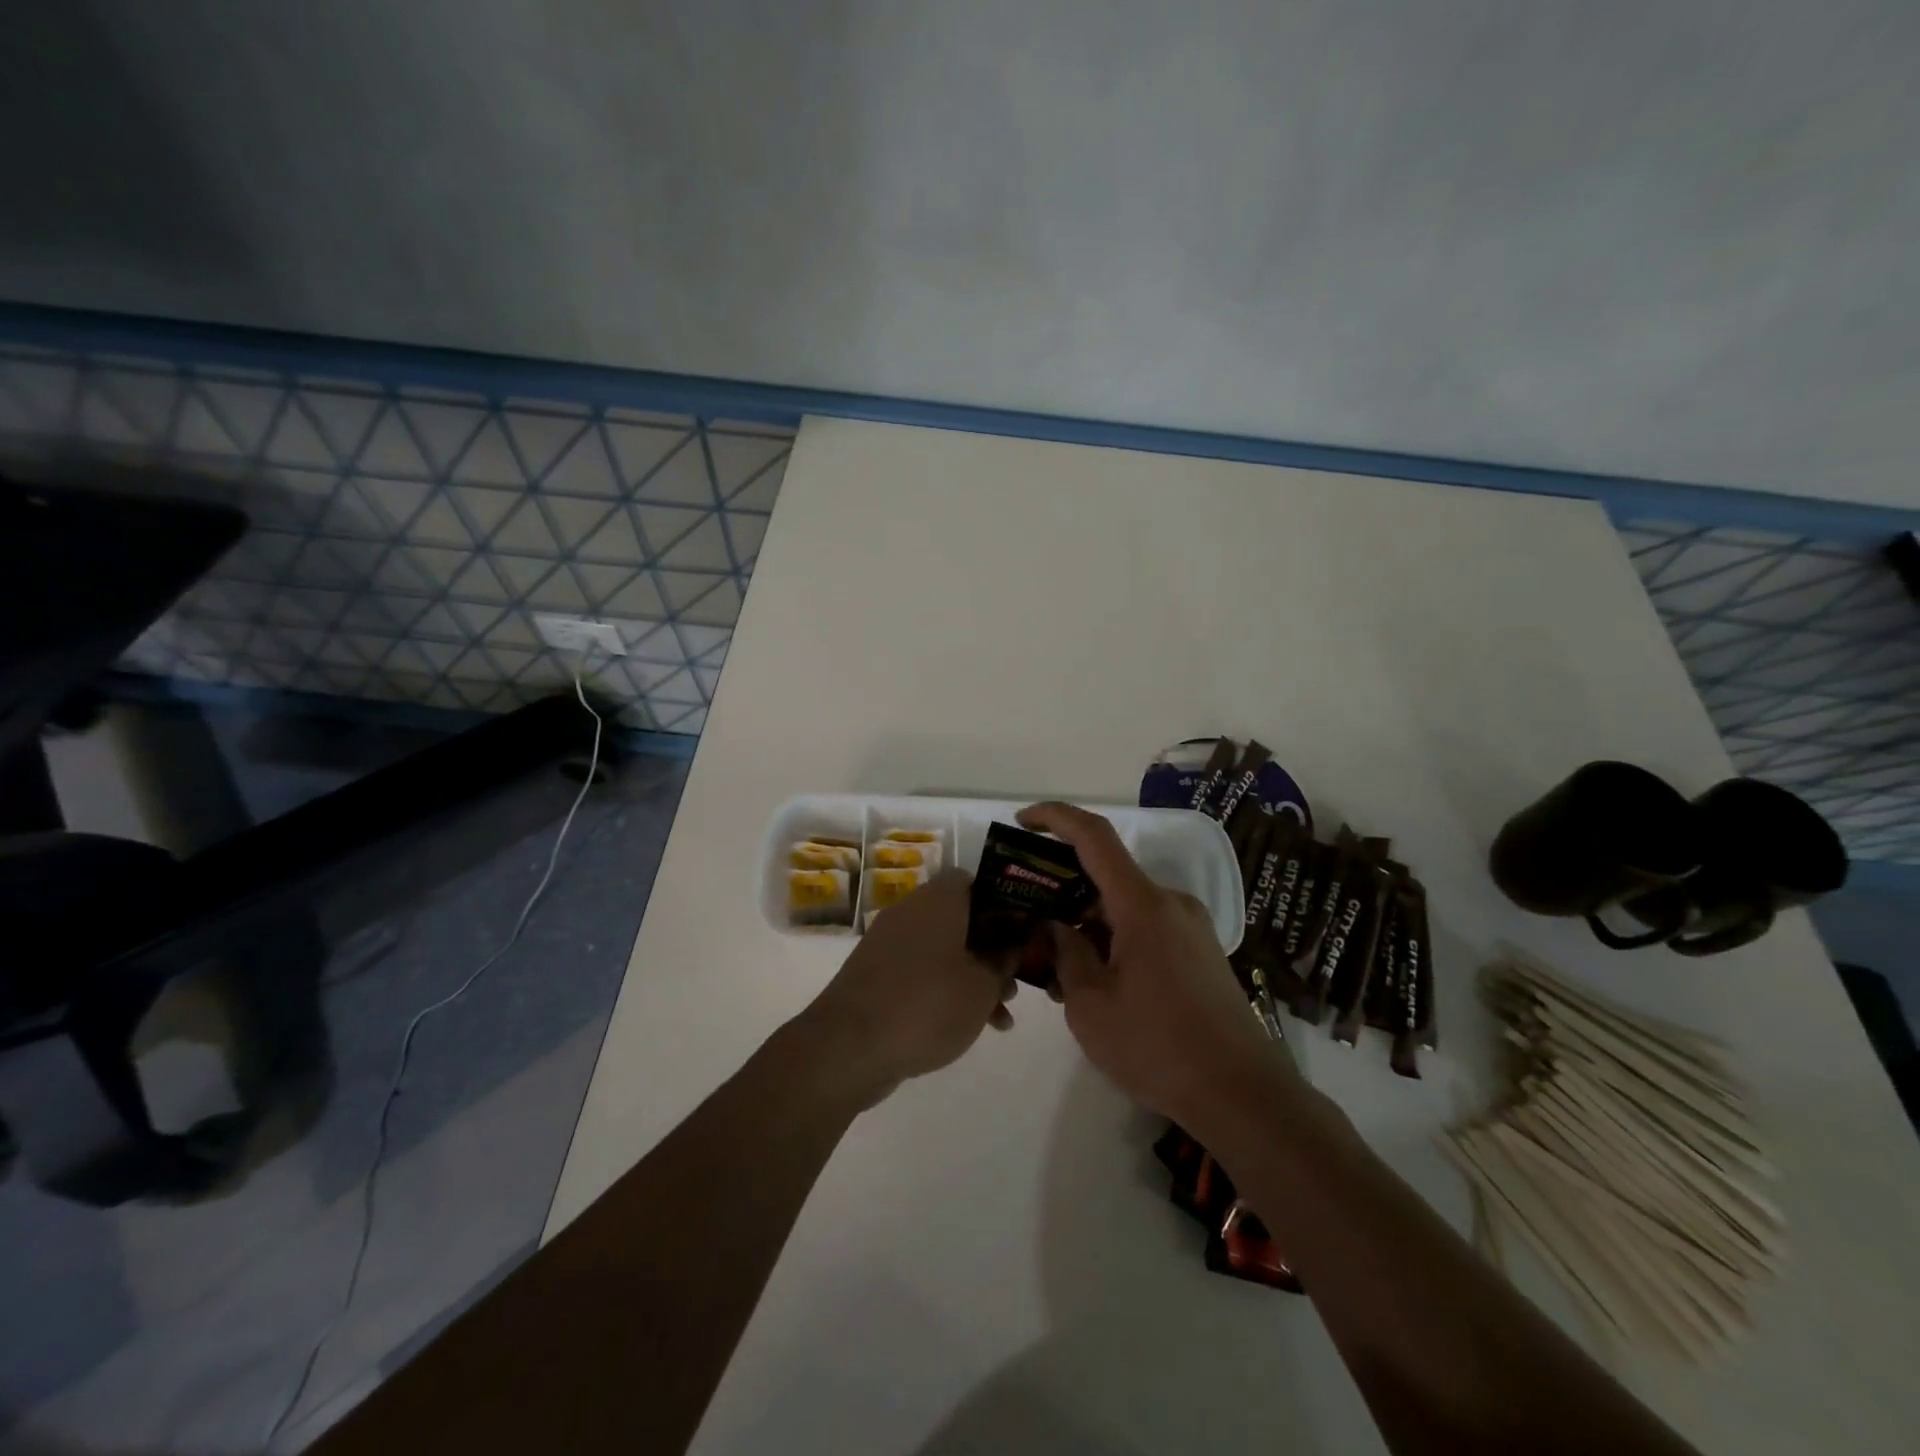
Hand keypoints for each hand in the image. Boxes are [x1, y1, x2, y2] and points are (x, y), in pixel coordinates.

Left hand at [799, 869, 1016, 1108]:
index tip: (1025, 934)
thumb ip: (1004, 961)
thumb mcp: (982, 985)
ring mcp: (890, 943)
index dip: (1005, 904)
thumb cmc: (927, 1003)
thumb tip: (1011, 944)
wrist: (849, 1046)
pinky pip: (922, 972)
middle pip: (963, 919)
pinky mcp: (877, 975)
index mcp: (939, 898)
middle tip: (1016, 982)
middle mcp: (912, 910)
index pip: (977, 881)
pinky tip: (968, 1026)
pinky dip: (946, 991)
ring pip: (945, 949)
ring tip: (1000, 1016)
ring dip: (974, 976)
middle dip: (994, 950)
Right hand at [1018, 802, 1289, 1130]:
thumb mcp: (1090, 1005)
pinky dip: (1115, 941)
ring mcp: (1190, 927)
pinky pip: (1146, 929)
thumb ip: (1066, 954)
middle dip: (1063, 894)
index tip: (1022, 822)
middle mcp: (1170, 903)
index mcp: (1143, 905)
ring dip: (1088, 925)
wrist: (1243, 1095)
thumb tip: (1057, 927)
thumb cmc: (1157, 1047)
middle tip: (1029, 927)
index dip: (1055, 818)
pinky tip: (1098, 983)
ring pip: (1125, 908)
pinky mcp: (1200, 952)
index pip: (1094, 837)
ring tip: (1057, 970)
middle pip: (1107, 878)